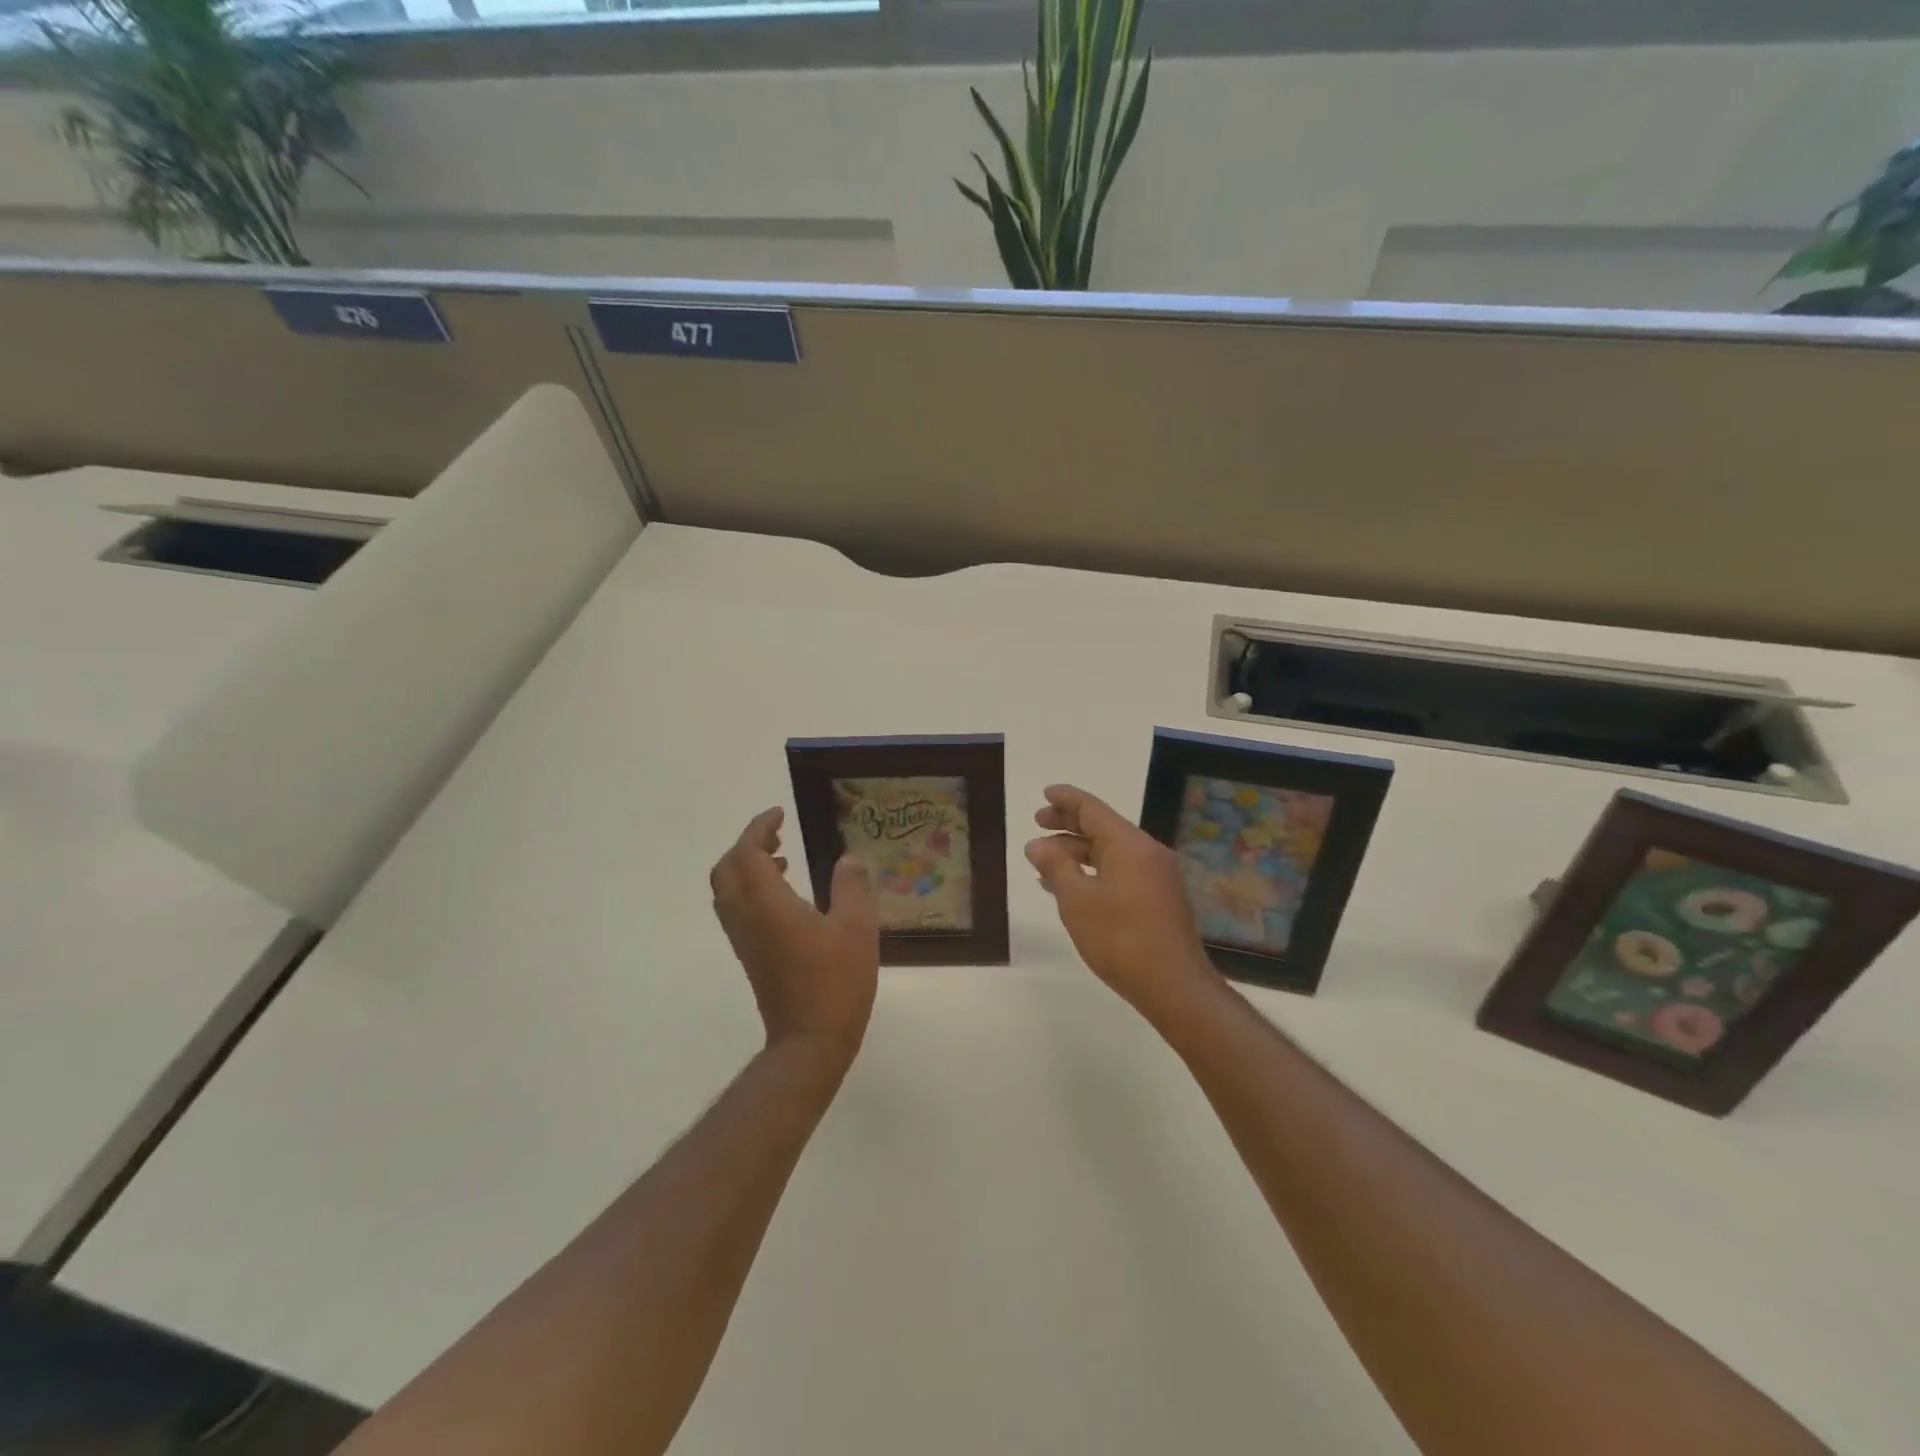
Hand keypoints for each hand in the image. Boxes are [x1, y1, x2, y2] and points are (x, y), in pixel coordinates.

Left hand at [710, 808, 879, 1068]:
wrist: (809, 1041)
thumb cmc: (835, 982)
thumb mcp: (857, 928)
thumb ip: (852, 886)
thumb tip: (848, 859)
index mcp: (767, 904)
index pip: (747, 853)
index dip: (759, 828)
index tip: (779, 814)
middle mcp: (746, 917)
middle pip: (727, 869)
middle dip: (747, 845)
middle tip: (777, 834)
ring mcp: (744, 940)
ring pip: (728, 891)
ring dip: (747, 867)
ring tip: (782, 860)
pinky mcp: (750, 956)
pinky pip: (737, 910)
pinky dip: (751, 890)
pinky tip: (786, 897)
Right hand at [1025, 785, 1223, 1027]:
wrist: (1174, 986)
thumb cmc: (1120, 938)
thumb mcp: (1076, 900)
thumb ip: (1055, 866)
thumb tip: (1038, 844)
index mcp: (1129, 844)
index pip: (1092, 809)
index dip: (1067, 799)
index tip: (1046, 793)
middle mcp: (1147, 853)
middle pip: (1103, 828)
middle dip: (1069, 824)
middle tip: (1039, 822)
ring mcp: (1157, 877)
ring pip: (1111, 852)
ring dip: (1079, 851)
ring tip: (1045, 860)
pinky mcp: (1159, 899)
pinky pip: (1121, 871)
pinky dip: (1094, 871)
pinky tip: (1072, 888)